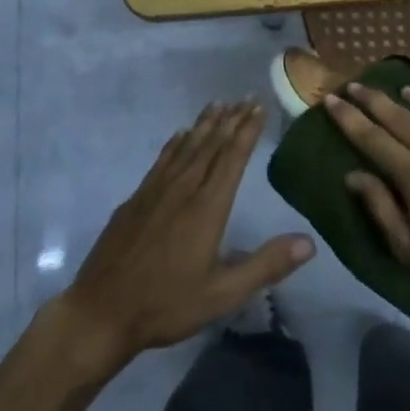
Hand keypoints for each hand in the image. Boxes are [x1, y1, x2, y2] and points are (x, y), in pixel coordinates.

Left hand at [57, 102, 314, 373]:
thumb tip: (309, 242)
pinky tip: (179, 135)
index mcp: (207, 208)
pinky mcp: (135, 200)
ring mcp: (155, 192)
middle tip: (245, 97)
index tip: (258, 107)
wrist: (100, 313)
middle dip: (230, 120)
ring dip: (204, 125)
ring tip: (218, 104)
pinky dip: (175, 144)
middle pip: (210, 146)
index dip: (246, 131)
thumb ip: (266, 265)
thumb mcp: (223, 294)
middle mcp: (183, 190)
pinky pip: (161, 161)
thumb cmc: (166, 304)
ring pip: (185, 148)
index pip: (232, 159)